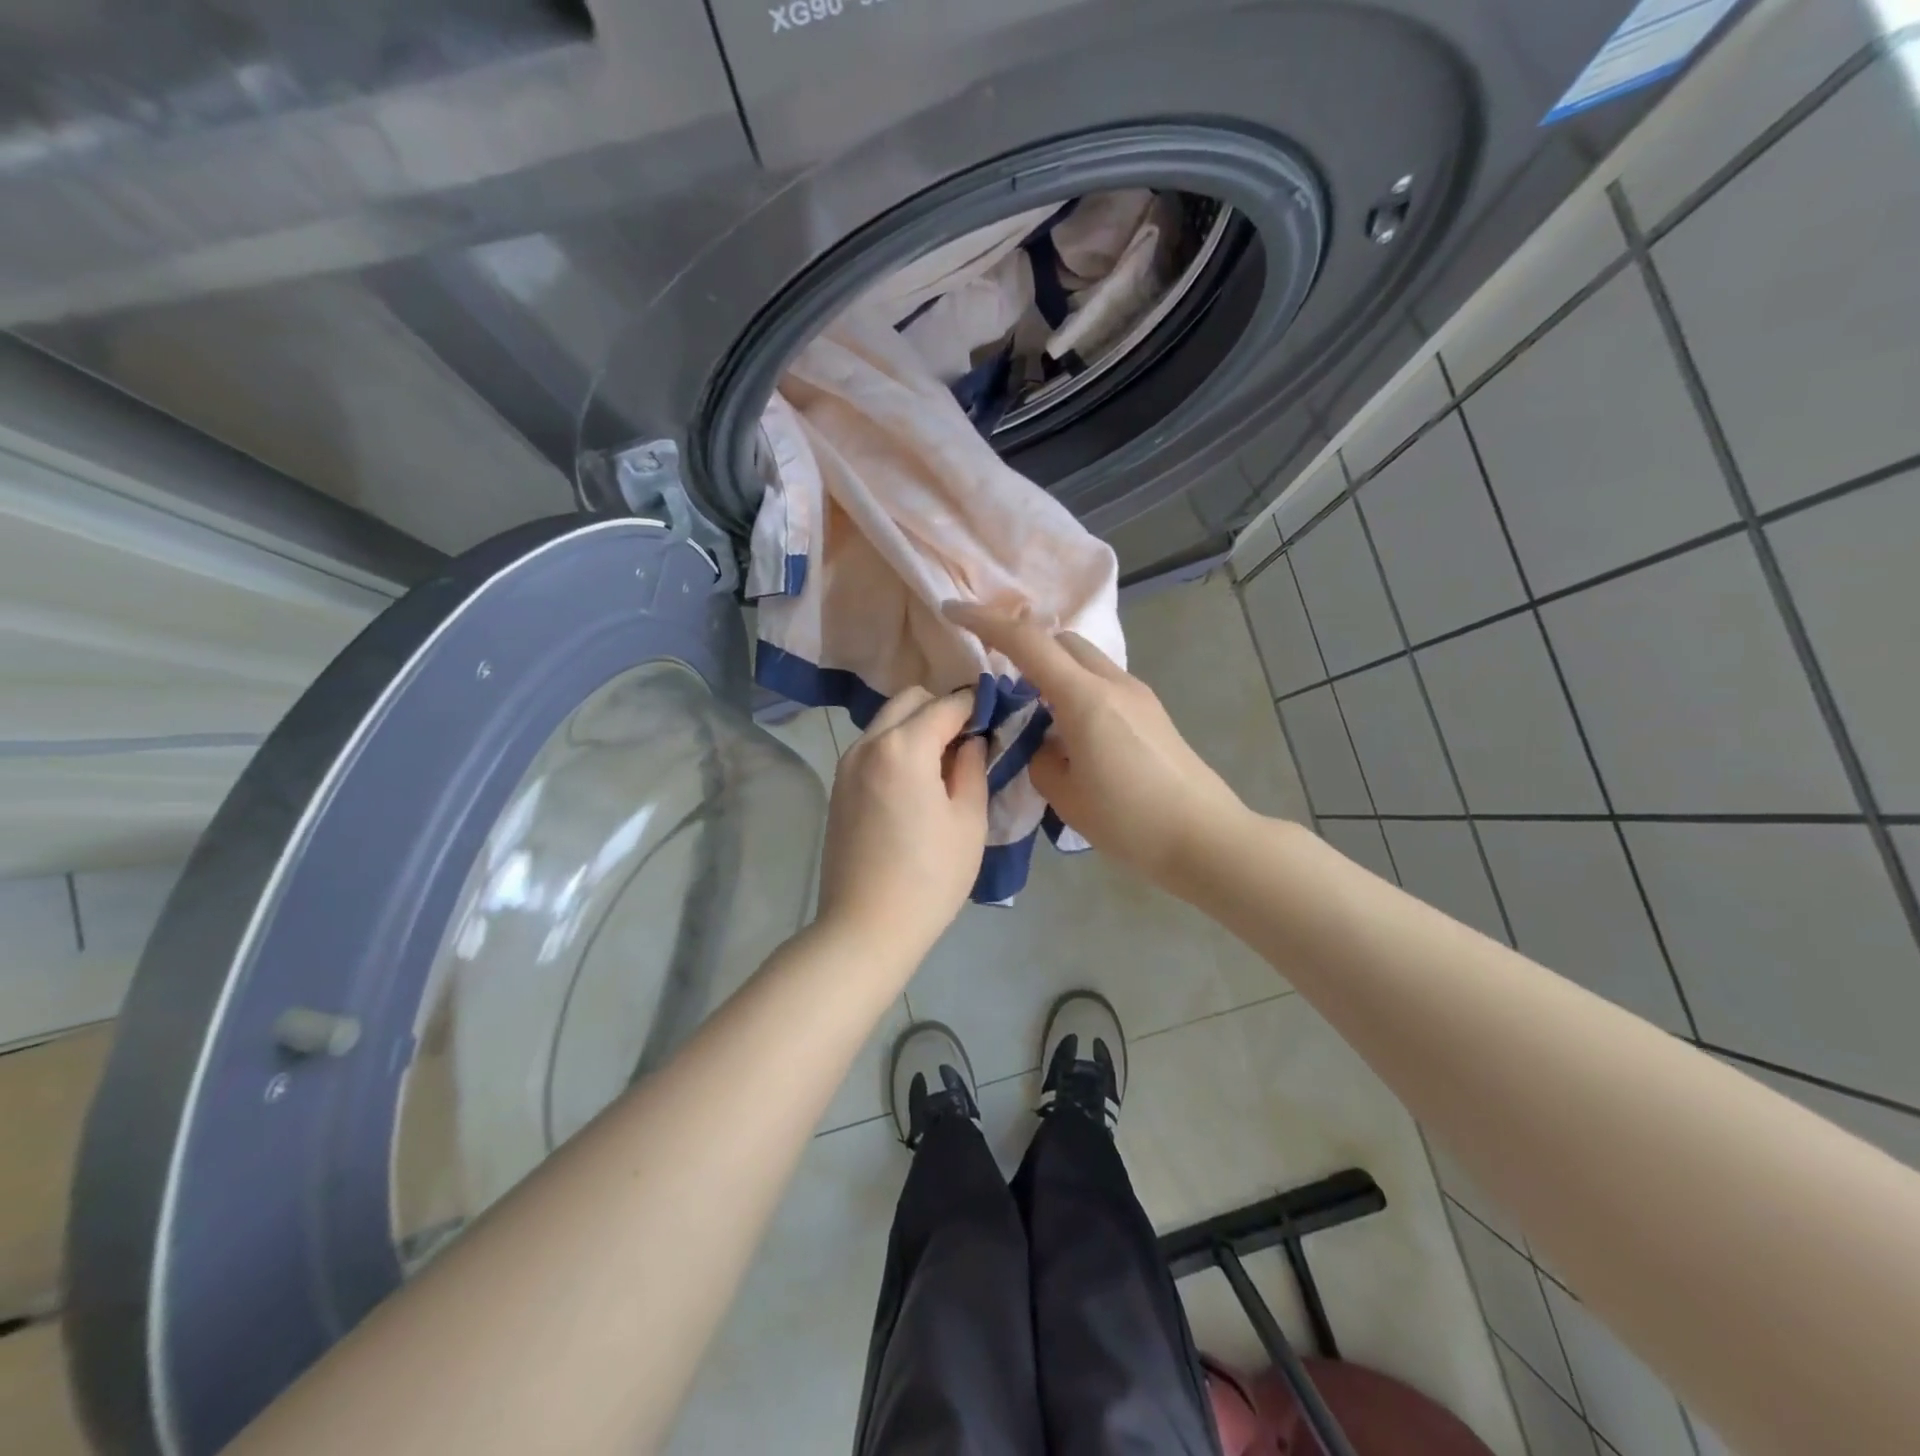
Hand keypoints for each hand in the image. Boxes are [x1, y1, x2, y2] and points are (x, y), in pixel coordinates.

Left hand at [816, 687, 988, 957]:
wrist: (865, 927)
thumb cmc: (930, 877)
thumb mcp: (968, 821)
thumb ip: (973, 767)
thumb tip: (972, 740)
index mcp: (904, 746)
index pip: (947, 704)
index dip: (977, 704)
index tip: (998, 715)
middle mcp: (868, 743)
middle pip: (910, 700)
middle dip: (942, 708)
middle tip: (970, 741)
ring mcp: (847, 764)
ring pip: (887, 721)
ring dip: (917, 726)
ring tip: (944, 763)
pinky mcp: (839, 786)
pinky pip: (872, 746)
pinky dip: (897, 746)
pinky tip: (916, 781)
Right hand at [943, 602, 1249, 895]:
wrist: (1205, 838)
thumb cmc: (1130, 821)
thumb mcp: (1066, 796)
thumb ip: (1041, 758)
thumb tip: (1043, 742)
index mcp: (1084, 698)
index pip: (1027, 642)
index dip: (986, 621)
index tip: (954, 610)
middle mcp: (1113, 683)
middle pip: (1060, 639)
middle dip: (1023, 644)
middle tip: (998, 675)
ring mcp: (1138, 694)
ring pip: (1084, 659)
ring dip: (1053, 669)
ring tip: (1034, 712)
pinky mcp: (1152, 711)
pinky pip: (1103, 682)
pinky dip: (1076, 688)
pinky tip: (1070, 730)